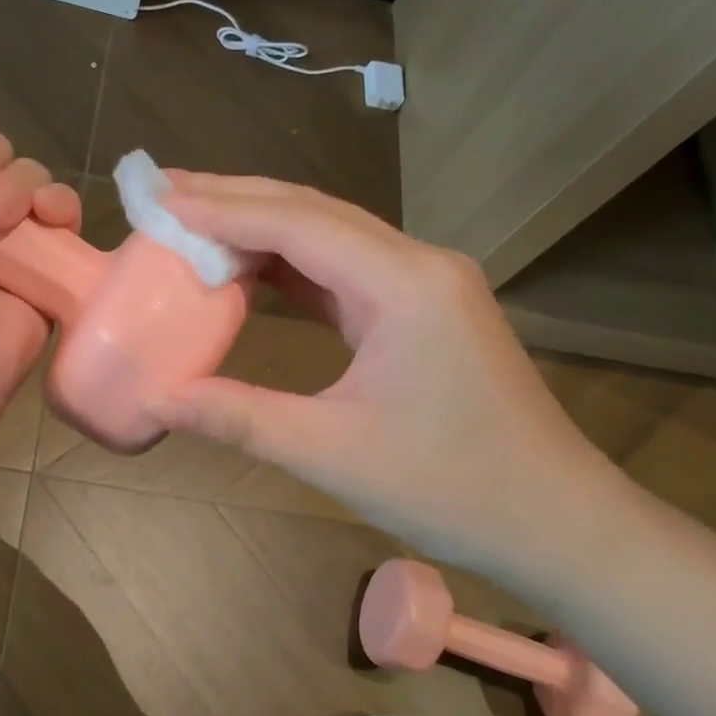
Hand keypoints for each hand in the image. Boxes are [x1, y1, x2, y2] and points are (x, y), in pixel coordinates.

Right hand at [147, 174, 625, 585]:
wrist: (556, 521)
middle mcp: (418, 263)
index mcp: (404, 285)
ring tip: (192, 220)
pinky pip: (344, 267)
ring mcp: (424, 282)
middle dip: (235, 199)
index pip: (297, 224)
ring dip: (261, 226)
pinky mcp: (421, 306)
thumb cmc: (453, 490)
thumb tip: (158, 401)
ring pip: (329, 234)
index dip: (222, 209)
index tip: (159, 200)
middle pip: (313, 212)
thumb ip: (239, 419)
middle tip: (164, 194)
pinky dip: (290, 262)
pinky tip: (248, 267)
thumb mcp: (333, 454)